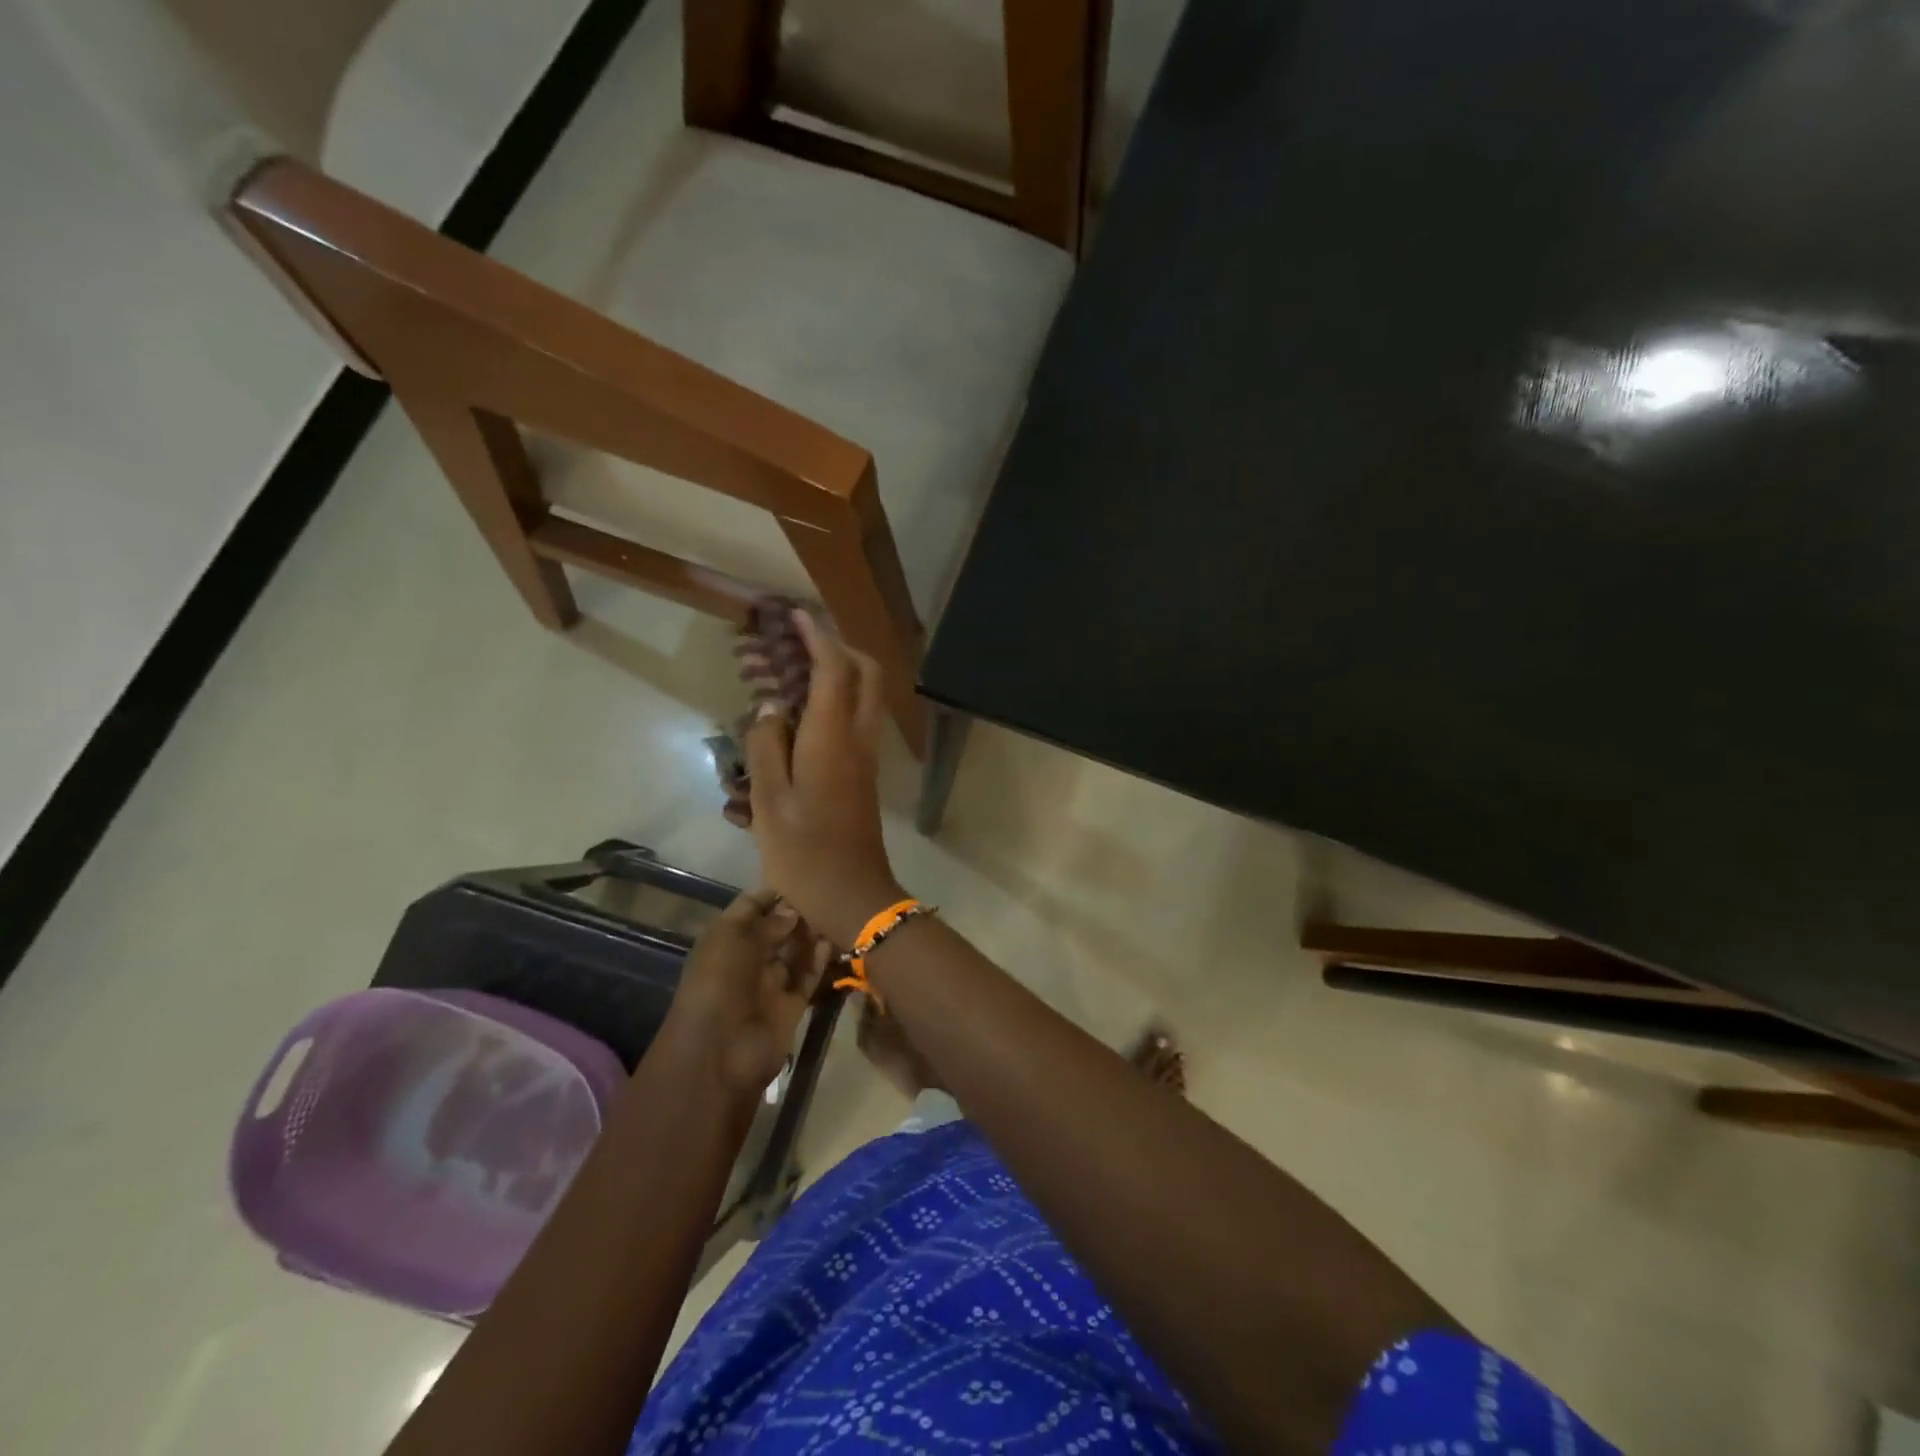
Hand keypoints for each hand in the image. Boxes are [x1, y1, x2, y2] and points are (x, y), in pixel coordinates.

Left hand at [665, 889, 830, 1094]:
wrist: (720, 1052)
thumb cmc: (719, 983)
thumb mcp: (734, 940)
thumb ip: (766, 922)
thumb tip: (793, 911)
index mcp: (726, 939)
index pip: (751, 906)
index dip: (773, 892)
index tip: (804, 872)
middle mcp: (748, 957)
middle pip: (776, 928)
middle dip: (797, 911)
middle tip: (829, 891)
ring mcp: (770, 982)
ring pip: (795, 951)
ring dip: (812, 934)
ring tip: (839, 910)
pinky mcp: (791, 1004)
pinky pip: (808, 976)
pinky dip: (820, 961)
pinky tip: (837, 940)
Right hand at [744, 612, 905, 945]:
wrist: (853, 896)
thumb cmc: (804, 852)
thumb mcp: (770, 801)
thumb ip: (767, 747)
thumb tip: (771, 709)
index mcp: (833, 738)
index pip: (835, 668)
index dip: (817, 636)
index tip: (795, 615)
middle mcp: (858, 739)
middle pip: (865, 674)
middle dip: (838, 648)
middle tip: (800, 644)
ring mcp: (866, 758)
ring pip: (862, 698)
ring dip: (836, 676)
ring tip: (790, 678)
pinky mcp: (864, 775)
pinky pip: (853, 724)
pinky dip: (832, 707)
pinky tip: (795, 724)